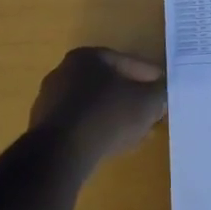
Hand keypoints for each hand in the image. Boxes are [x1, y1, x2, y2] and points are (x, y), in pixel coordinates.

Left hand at [28, 47, 167, 169]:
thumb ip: (159, 94)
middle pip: (110, 84)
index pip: (129, 63)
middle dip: (133, 99)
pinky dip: (99, 130)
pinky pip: (81, 124)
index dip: (152, 78)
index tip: (165, 91)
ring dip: (117, 117)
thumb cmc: (107, 115)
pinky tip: (113, 145)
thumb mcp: (147, 102)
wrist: (61, 153)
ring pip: (96, 105)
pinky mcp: (45, 127)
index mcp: (88, 56)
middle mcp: (65, 71)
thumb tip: (162, 94)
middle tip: (153, 114)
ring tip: (137, 134)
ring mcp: (51, 100)